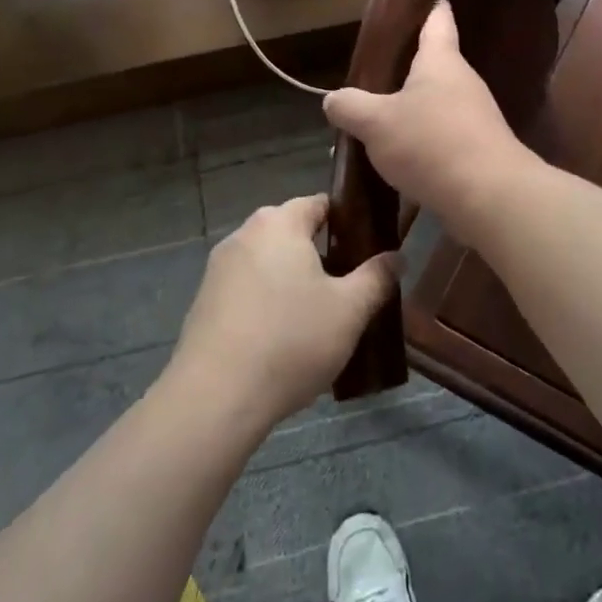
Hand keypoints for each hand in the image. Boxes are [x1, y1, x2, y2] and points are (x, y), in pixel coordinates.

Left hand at [168, 195, 400, 433]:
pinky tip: (284, 340)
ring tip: (321, 319)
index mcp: (279, 223)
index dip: (349, 221)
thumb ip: (377, 277)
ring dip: (294, 282)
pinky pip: (248, 290)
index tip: (370, 250)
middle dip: (323, 255)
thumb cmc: (290, 340)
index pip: (321, 203)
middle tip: (351, 289)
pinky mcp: (204, 302)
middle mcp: (244, 235)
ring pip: (270, 264)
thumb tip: (397, 257)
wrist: (215, 397)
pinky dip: (268, 304)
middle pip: (293, 233)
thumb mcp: (350, 310)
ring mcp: (219, 269)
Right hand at [323, 0, 534, 228]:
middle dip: (413, 71)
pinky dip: (428, 143)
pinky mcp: (482, 150)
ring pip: (441, 105)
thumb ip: (350, 107)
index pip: (439, 24)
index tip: (434, 1)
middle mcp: (464, 83)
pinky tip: (408, 161)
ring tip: (386, 124)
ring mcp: (478, 118)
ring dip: (418, 112)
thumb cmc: (430, 143)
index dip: (433, 11)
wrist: (489, 195)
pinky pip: (448, 138)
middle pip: (438, 67)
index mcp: (441, 62)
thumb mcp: (375, 123)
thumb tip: (333, 100)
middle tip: (382, 76)